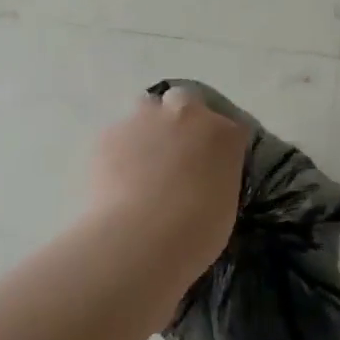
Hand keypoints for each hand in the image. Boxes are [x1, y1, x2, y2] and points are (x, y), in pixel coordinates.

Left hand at [87, 86, 248, 264]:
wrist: (140, 239)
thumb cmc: (196, 232)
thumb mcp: (224, 206)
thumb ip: (216, 180)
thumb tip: (201, 182)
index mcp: (224, 134)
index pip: (230, 128)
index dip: (218, 146)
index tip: (212, 167)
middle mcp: (187, 114)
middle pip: (185, 101)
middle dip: (181, 120)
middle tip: (176, 155)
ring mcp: (145, 119)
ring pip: (146, 110)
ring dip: (148, 128)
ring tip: (142, 165)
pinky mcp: (110, 133)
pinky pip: (118, 136)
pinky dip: (119, 151)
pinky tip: (116, 180)